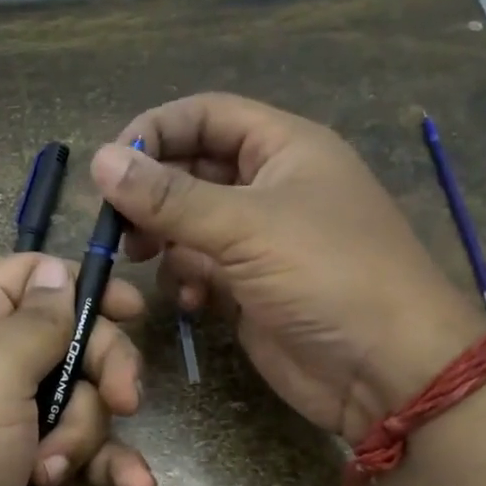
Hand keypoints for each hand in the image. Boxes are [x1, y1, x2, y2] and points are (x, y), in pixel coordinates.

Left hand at [0, 253, 155, 485]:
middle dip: (105, 370)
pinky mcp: (30, 466)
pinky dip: (107, 467)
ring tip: (57, 468)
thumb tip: (56, 272)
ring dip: (88, 434)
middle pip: (72, 341)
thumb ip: (37, 319)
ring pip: (84, 400)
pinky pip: (83, 451)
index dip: (81, 286)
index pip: (30, 277)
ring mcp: (12, 419)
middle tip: (128, 399)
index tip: (131, 310)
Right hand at [93, 92, 485, 442]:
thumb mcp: (247, 227)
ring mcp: (259, 241)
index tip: (110, 166)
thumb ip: (170, 198)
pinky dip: (186, 281)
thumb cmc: (328, 275)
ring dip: (165, 242)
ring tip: (147, 262)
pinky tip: (193, 302)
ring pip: (188, 225)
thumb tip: (100, 160)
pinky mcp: (249, 288)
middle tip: (118, 226)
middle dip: (152, 196)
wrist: (385, 370)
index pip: (206, 116)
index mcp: (283, 148)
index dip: (156, 131)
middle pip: (191, 171)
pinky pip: (200, 270)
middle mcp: (269, 187)